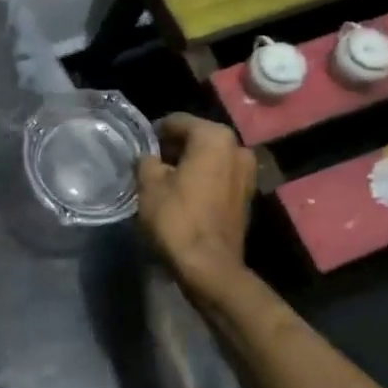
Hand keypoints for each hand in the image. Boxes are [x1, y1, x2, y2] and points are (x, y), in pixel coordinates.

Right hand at [135, 113, 254, 285]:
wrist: (209, 266)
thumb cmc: (177, 218)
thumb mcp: (149, 184)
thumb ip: (147, 160)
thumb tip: (150, 158)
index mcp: (214, 137)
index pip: (177, 121)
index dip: (155, 133)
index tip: (140, 149)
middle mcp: (237, 147)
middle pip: (196, 138)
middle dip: (173, 148)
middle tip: (150, 165)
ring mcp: (247, 172)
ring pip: (209, 158)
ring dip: (188, 165)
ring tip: (165, 181)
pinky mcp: (247, 195)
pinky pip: (218, 176)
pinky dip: (202, 180)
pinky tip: (183, 195)